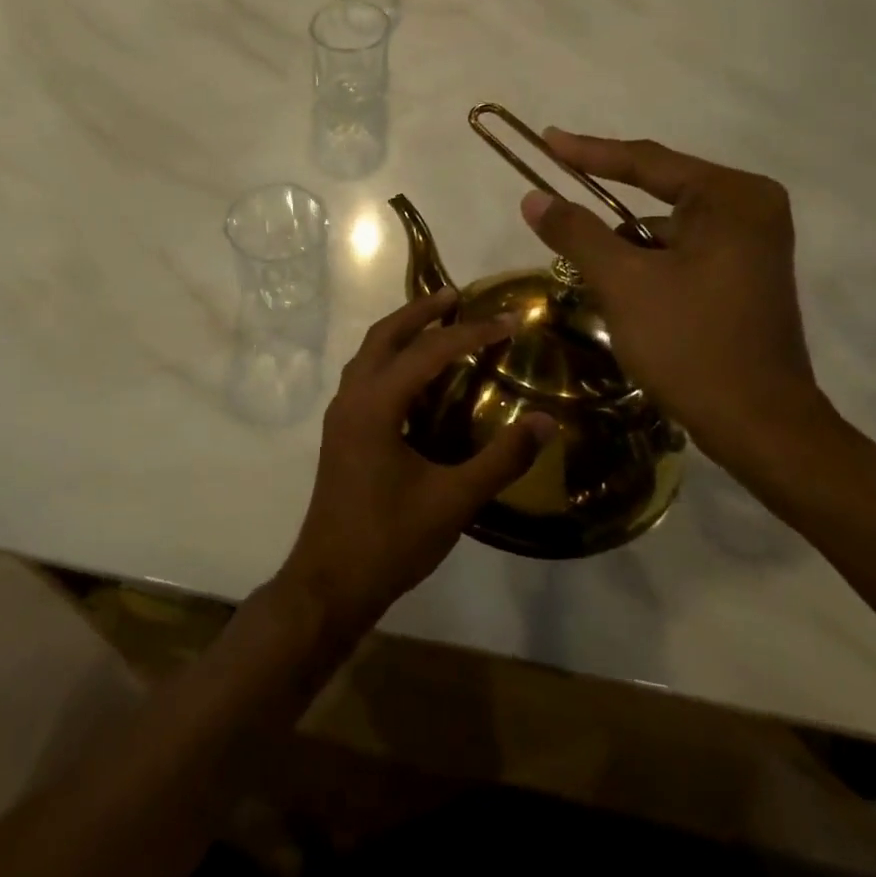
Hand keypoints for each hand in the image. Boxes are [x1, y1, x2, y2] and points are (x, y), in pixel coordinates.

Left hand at [279, 289, 554, 636]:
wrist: (331, 581)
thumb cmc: (391, 540)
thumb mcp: (454, 500)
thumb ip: (501, 459)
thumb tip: (545, 422)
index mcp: (375, 405)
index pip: (428, 352)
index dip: (471, 334)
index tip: (508, 322)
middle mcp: (351, 398)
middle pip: (383, 336)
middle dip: (420, 312)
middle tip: (456, 295)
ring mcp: (340, 415)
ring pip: (368, 354)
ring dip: (400, 332)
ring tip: (437, 324)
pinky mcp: (340, 433)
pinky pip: (364, 376)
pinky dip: (390, 359)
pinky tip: (415, 376)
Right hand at [520, 131, 831, 477]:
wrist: (759, 425)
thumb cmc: (691, 344)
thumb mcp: (623, 283)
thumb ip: (576, 232)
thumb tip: (533, 197)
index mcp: (731, 198)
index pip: (647, 162)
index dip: (589, 152)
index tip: (547, 139)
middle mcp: (751, 209)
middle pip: (658, 193)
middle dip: (605, 210)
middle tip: (556, 207)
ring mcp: (753, 243)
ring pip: (666, 229)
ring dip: (625, 247)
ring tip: (590, 274)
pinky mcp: (746, 275)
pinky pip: (682, 252)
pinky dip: (648, 265)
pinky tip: (624, 294)